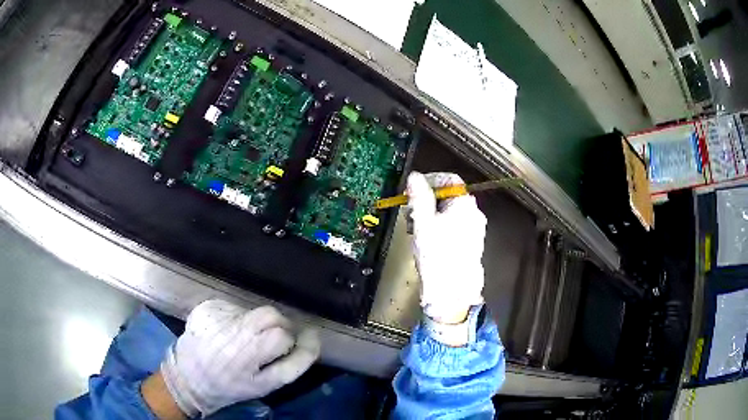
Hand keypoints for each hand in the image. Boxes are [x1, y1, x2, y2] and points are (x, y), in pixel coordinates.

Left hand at [159, 300, 319, 416]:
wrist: (189, 377)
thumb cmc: (231, 386)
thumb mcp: (266, 384)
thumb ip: (294, 363)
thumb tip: (313, 336)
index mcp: (246, 356)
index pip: (282, 336)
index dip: (290, 341)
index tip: (287, 347)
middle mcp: (230, 332)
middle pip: (270, 315)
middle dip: (277, 327)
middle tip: (267, 343)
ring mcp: (215, 316)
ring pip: (254, 310)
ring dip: (257, 323)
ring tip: (243, 339)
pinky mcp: (205, 307)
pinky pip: (235, 306)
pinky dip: (237, 318)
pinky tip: (227, 332)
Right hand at [407, 172, 486, 323]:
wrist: (452, 292)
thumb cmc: (437, 255)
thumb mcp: (423, 222)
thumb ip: (419, 197)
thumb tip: (415, 177)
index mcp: (465, 204)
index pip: (449, 179)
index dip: (430, 180)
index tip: (412, 190)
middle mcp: (474, 214)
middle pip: (449, 195)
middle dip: (427, 200)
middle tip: (410, 212)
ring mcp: (474, 230)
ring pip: (449, 212)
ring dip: (430, 214)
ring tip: (415, 229)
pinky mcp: (470, 244)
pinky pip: (453, 227)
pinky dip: (439, 227)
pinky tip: (427, 240)